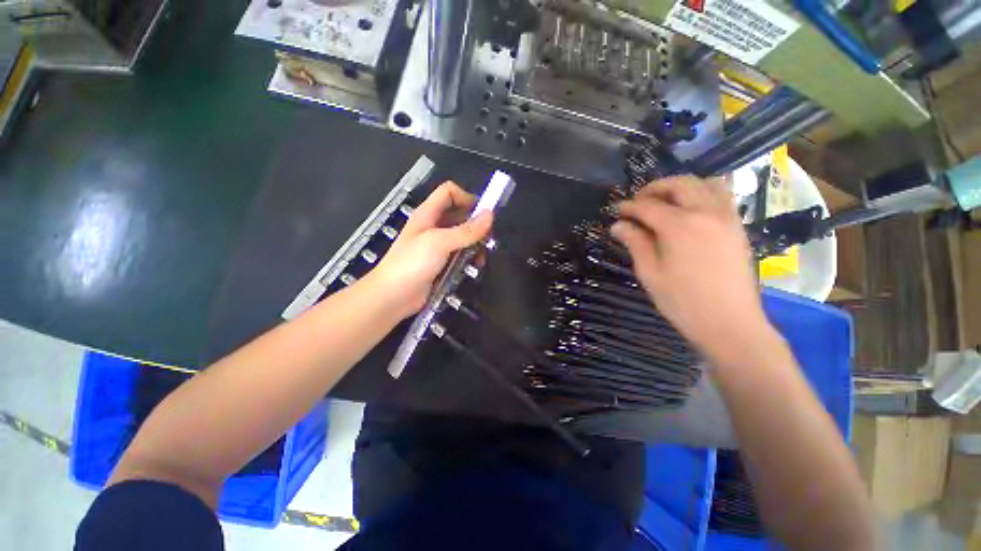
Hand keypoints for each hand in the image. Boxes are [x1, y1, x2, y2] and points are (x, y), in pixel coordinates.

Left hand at [365, 182, 493, 318]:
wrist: (393, 297)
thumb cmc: (411, 264)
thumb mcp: (440, 242)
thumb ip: (466, 230)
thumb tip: (489, 215)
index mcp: (428, 214)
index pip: (449, 193)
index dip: (467, 198)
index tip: (483, 213)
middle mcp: (433, 227)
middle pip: (459, 215)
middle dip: (476, 225)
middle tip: (487, 238)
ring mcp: (437, 246)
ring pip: (462, 237)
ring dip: (475, 244)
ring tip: (480, 256)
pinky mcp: (441, 263)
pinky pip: (459, 255)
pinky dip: (469, 258)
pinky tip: (473, 266)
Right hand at [611, 176, 775, 368]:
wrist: (729, 323)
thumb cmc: (682, 301)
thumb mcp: (650, 273)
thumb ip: (635, 243)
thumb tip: (618, 225)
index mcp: (680, 226)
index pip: (647, 206)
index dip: (628, 207)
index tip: (615, 210)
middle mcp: (706, 212)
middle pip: (679, 184)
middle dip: (654, 188)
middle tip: (637, 202)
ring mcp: (727, 217)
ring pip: (705, 183)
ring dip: (680, 187)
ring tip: (664, 202)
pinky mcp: (738, 226)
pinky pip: (721, 196)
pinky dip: (701, 193)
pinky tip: (688, 211)